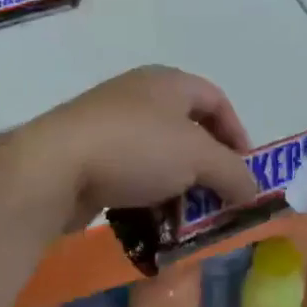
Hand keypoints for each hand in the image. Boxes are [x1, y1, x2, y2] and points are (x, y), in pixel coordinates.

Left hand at [12, 66, 258, 233]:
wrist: (54, 167)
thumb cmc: (137, 147)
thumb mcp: (199, 158)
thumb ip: (234, 173)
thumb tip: (253, 192)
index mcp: (168, 82)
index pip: (216, 100)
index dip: (237, 133)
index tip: (245, 171)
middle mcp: (140, 97)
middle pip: (188, 131)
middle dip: (208, 169)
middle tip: (219, 199)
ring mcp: (110, 126)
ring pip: (159, 158)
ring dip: (178, 189)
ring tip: (188, 219)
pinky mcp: (88, 157)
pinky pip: (131, 177)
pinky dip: (148, 198)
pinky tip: (152, 224)